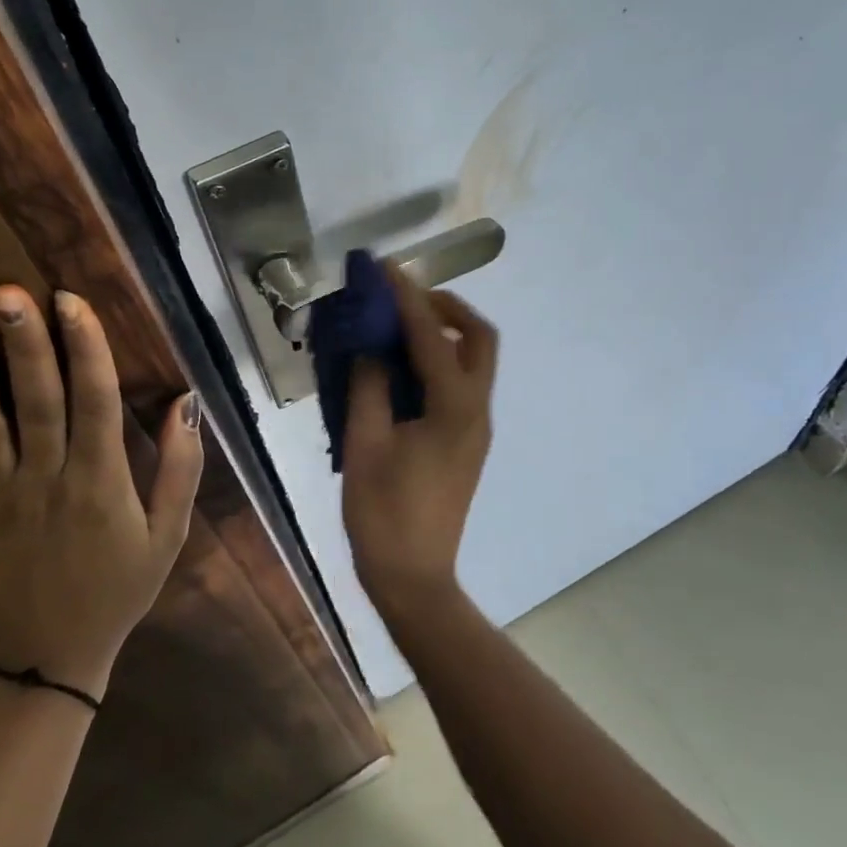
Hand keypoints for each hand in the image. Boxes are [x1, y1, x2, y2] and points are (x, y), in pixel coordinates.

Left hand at [0, 285, 202, 697]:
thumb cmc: (119, 587)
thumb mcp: (170, 533)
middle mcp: (48, 480)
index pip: (96, 402)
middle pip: (37, 403)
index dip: (86, 349)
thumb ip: (182, 467)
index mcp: (102, 481)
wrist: (52, 658)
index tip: (71, 302)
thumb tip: (185, 401)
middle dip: (24, 345)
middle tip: (7, 293)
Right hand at [341, 264, 498, 619]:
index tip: (387, 269)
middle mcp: (477, 411)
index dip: (408, 298)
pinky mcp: (467, 441)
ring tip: (399, 324)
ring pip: (476, 360)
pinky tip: (403, 367)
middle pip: (480, 339)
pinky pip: (462, 383)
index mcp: (454, 409)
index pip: (433, 336)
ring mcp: (476, 428)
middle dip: (447, 307)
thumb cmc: (384, 514)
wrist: (414, 577)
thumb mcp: (366, 445)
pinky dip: (440, 360)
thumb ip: (369, 387)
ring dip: (445, 332)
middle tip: (406, 298)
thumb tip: (370, 347)